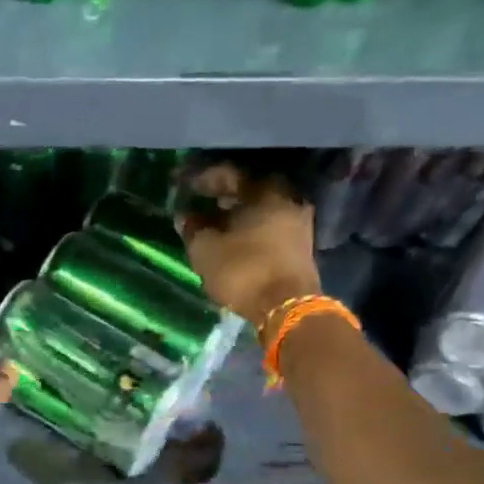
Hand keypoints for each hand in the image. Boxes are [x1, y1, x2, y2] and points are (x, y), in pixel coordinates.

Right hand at [178, 167, 320, 329]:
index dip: (202, 178)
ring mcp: (298, 224)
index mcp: (266, 191)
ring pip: (260, 210)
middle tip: (200, 202)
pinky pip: (269, 227)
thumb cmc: (244, 270)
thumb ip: (193, 228)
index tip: (183, 185)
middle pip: (249, 191)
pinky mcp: (300, 247)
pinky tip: (232, 239)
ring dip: (236, 214)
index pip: (229, 174)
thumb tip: (185, 216)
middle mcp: (288, 200)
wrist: (287, 309)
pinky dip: (249, 229)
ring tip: (212, 224)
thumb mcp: (206, 249)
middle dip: (222, 196)